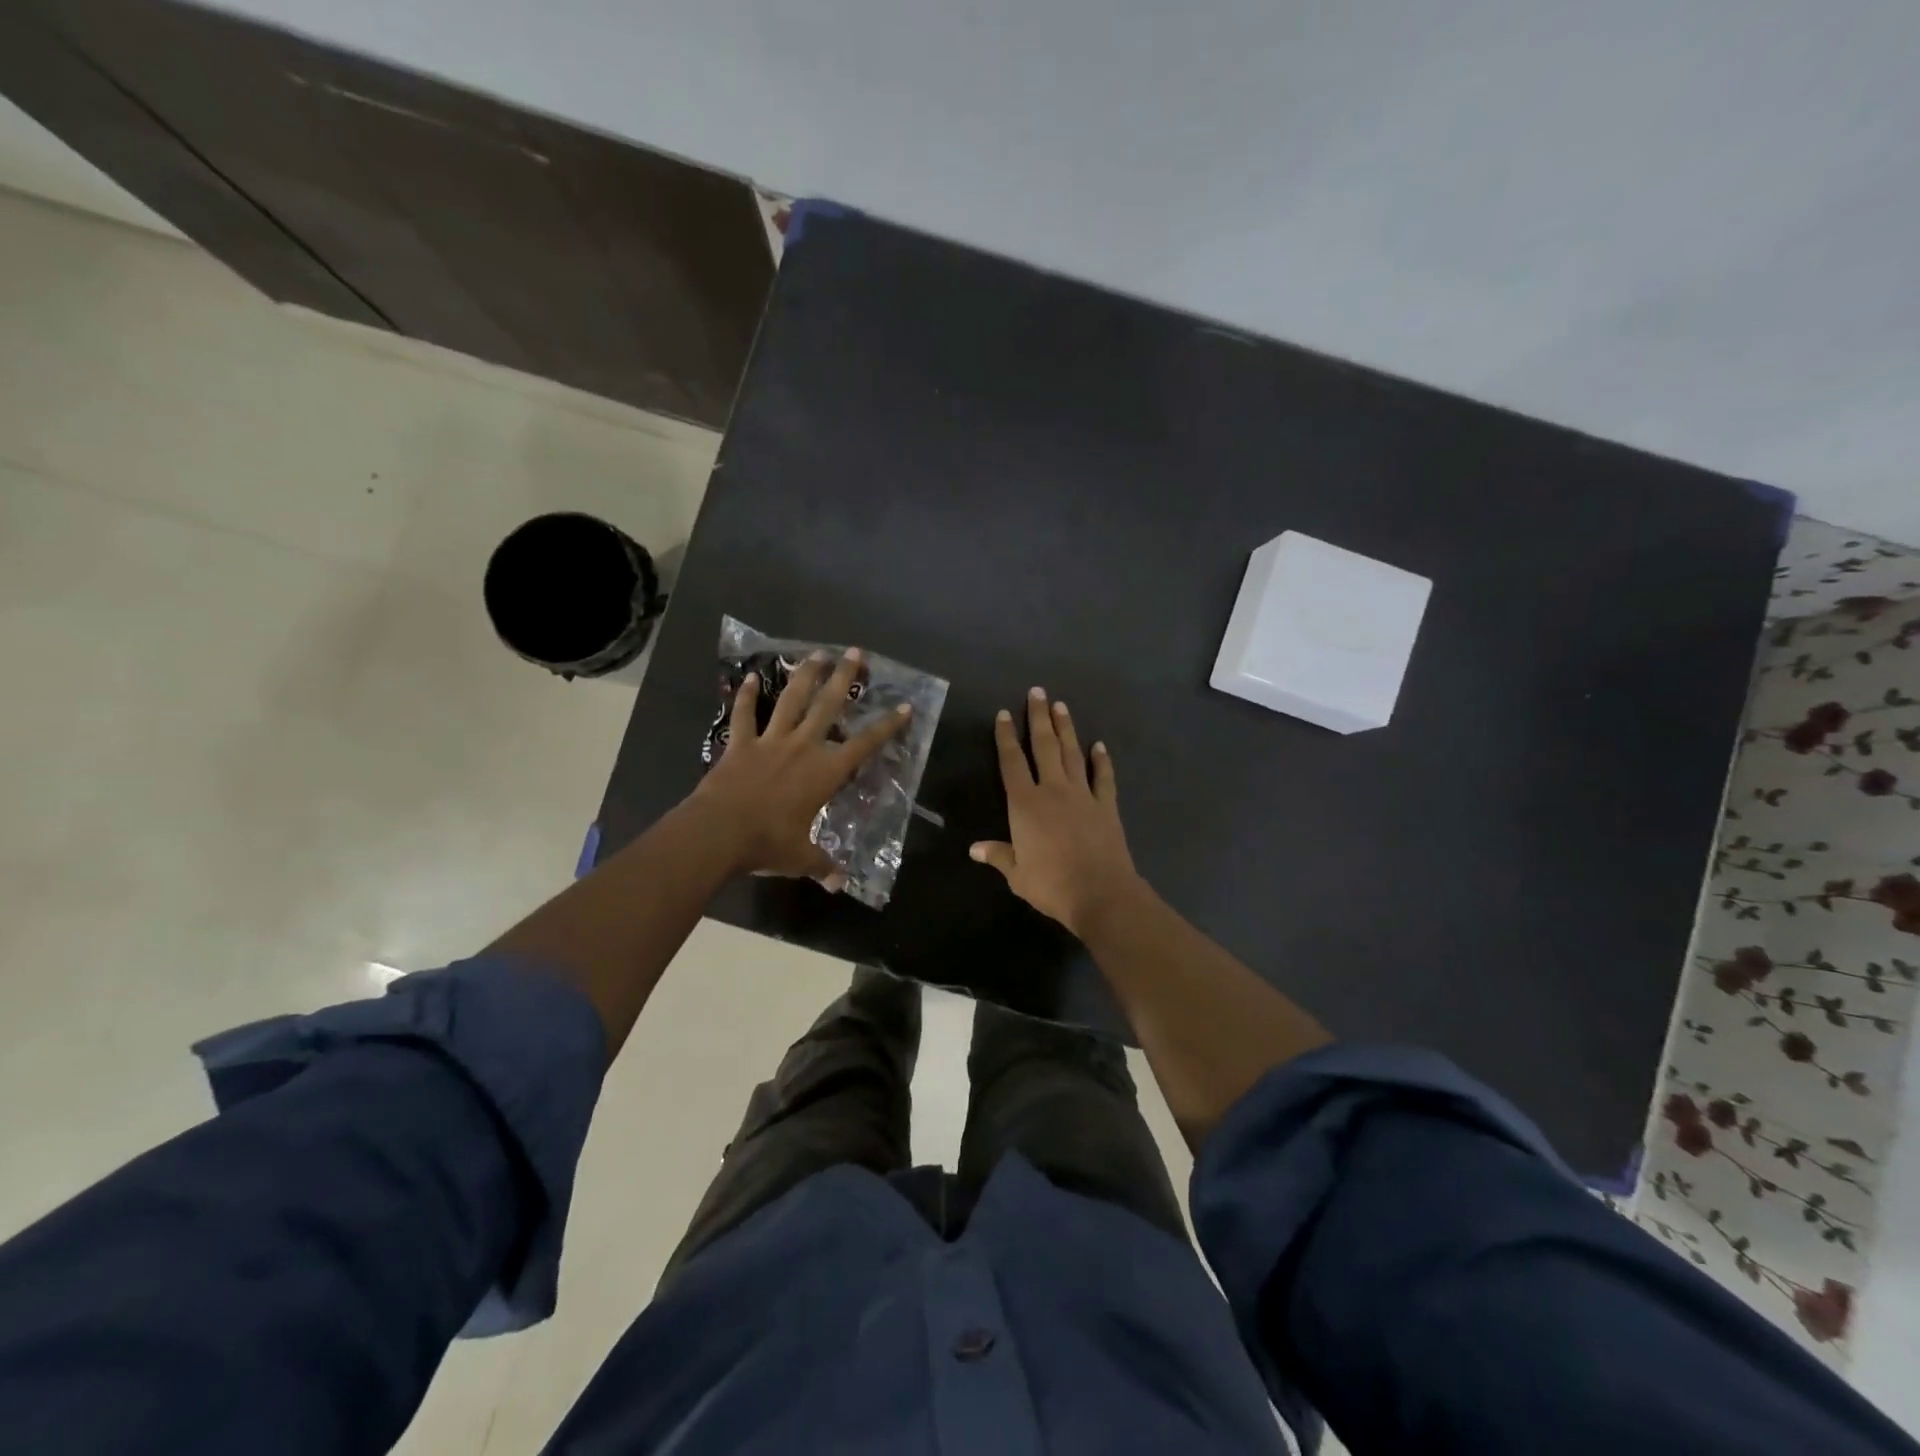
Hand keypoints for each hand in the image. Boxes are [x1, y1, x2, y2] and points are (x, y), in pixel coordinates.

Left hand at [691, 648, 910, 885]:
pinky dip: (747, 696)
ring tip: (817, 654)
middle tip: (855, 653)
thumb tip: (840, 885)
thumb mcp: (800, 858)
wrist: (718, 833)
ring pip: (791, 701)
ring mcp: (770, 742)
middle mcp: (802, 748)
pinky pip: (744, 715)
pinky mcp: (740, 744)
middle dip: (844, 678)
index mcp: (824, 773)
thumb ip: (823, 867)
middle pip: (828, 706)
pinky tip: (752, 677)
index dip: (886, 727)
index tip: (904, 707)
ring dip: (805, 676)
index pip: (864, 745)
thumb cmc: (767, 844)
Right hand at [970, 688, 1140, 936]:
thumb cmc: (1052, 884)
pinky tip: (1099, 745)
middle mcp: (1053, 790)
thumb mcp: (1017, 874)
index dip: (1006, 737)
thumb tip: (975, 849)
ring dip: (1066, 728)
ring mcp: (1083, 795)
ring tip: (1061, 706)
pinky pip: (1103, 777)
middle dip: (1038, 718)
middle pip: (1044, 746)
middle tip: (1037, 691)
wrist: (1101, 893)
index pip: (1012, 763)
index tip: (1003, 714)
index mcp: (1026, 804)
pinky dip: (1102, 760)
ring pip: (1072, 754)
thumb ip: (998, 856)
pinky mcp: (1106, 806)